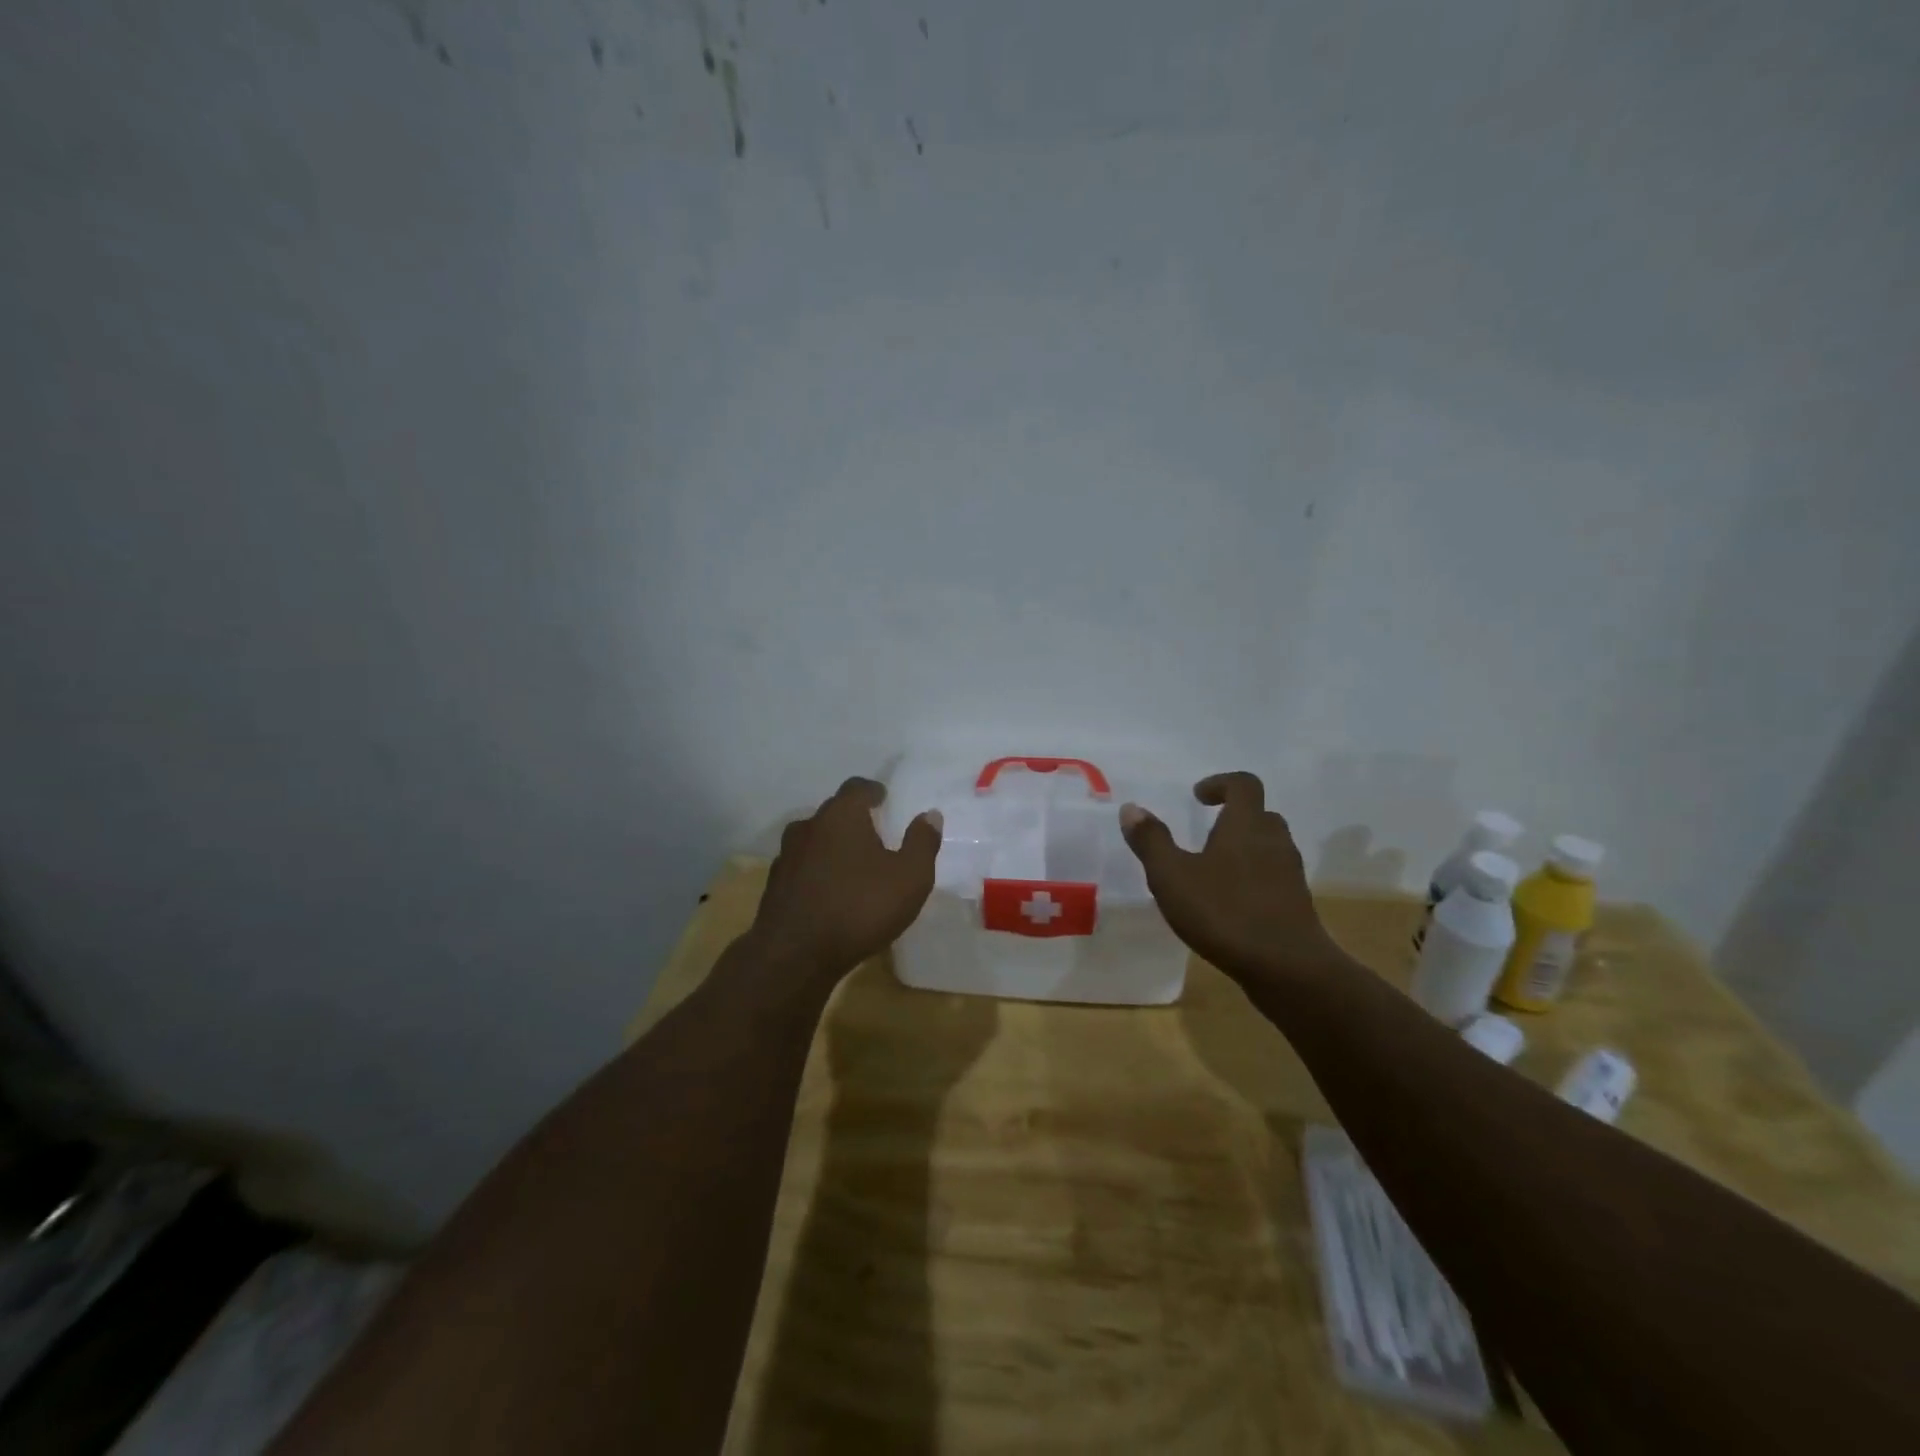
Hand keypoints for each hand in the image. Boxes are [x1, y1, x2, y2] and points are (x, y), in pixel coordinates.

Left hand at [749, 777, 942, 980]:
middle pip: (833, 812)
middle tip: (874, 832)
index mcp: (842, 816)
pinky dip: (816, 871)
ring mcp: (786, 856)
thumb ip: (922, 842)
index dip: (872, 791)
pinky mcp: (775, 885)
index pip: (856, 788)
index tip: (883, 798)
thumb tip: (930, 814)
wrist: (794, 955)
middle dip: (853, 818)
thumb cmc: (860, 907)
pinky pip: (801, 867)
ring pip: (814, 839)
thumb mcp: (910, 877)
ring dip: (832, 845)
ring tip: (852, 863)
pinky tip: (829, 891)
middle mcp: (809, 826)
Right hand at [1119, 771, 1338, 981]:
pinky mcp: (1296, 904)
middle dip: (1233, 818)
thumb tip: (1131, 808)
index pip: (1244, 784)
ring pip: (1269, 847)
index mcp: (1246, 825)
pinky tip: (1229, 904)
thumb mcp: (1172, 876)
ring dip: (1244, 849)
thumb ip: (1151, 841)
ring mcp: (1290, 874)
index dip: (1221, 783)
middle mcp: (1273, 841)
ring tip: (1213, 871)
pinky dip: (1253, 879)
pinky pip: (1274, 877)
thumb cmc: (1225, 913)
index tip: (1198, 797)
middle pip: (1260, 815)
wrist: (1287, 968)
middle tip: (1205, 834)